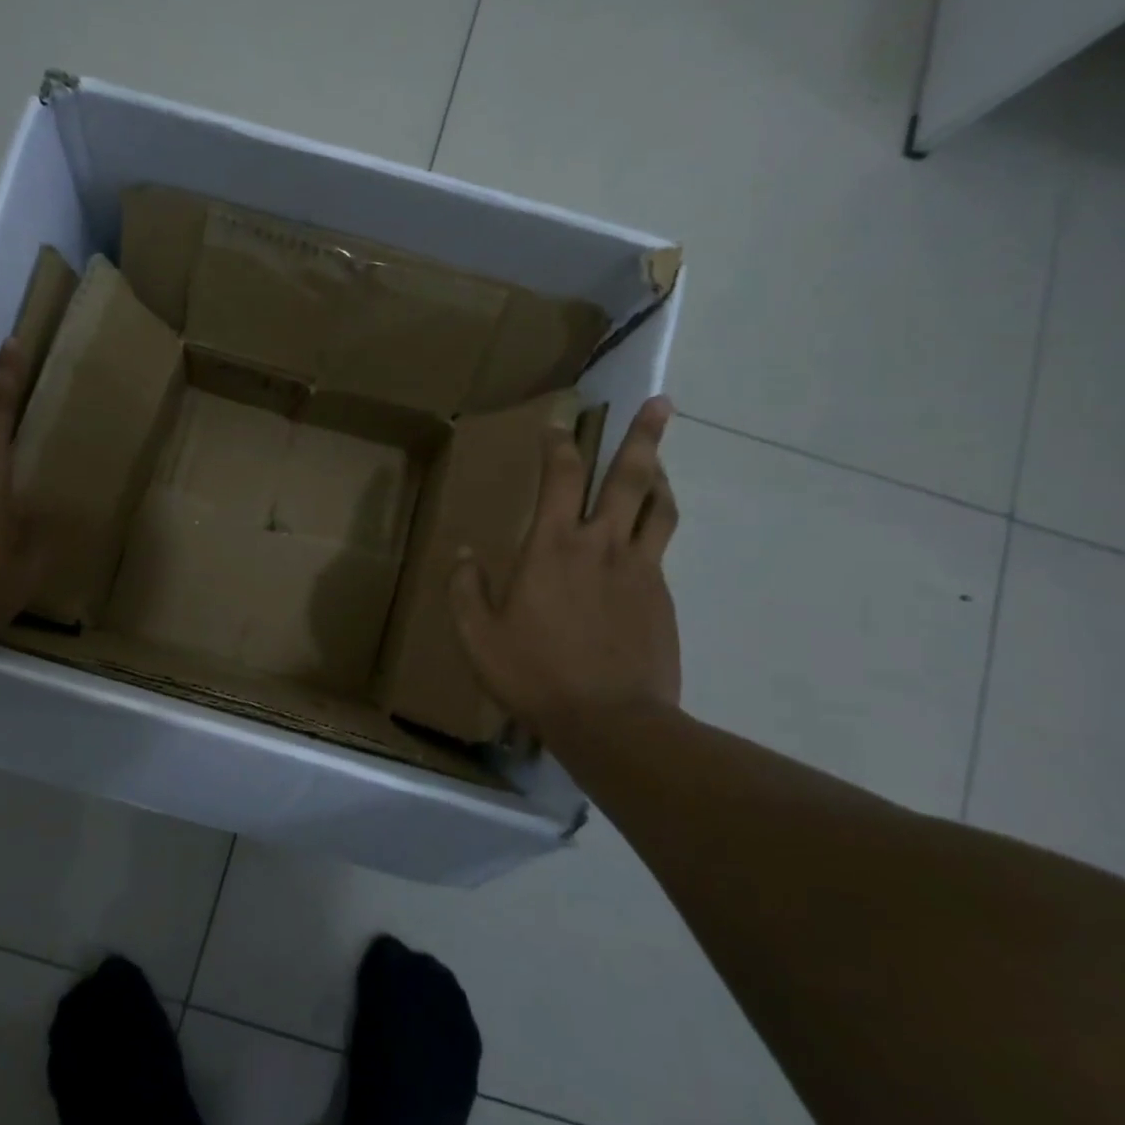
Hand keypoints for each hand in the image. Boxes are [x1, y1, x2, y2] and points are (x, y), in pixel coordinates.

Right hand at [450, 396, 681, 742]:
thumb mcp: (477, 637)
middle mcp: (601, 545)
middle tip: (661, 402)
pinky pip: (660, 546)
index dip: (558, 445)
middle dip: (643, 436)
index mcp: (552, 547)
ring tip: (659, 461)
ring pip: (658, 507)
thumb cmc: (535, 674)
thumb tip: (463, 554)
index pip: (559, 478)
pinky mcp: (661, 596)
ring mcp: (639, 569)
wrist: (611, 721)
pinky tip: (645, 534)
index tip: (558, 425)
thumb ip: (465, 590)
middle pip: (628, 478)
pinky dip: (656, 524)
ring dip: (659, 476)